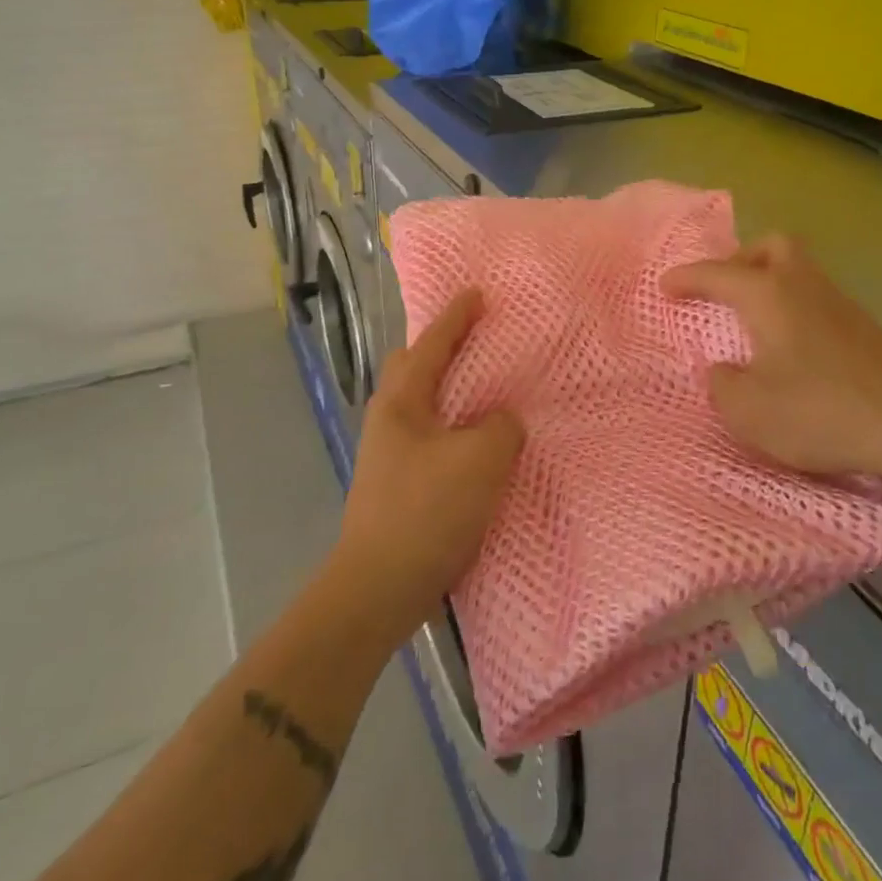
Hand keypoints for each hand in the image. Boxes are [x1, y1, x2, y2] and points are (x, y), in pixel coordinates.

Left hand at [334, 289, 523, 642]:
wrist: (379, 588)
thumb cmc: (427, 511)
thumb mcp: (480, 460)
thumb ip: (502, 427)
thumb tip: (502, 421)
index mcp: (401, 401)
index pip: (431, 343)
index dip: (456, 316)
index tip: (477, 293)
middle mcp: (389, 419)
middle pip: (413, 367)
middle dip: (442, 348)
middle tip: (479, 342)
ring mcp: (389, 453)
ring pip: (422, 404)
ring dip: (450, 390)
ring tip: (486, 392)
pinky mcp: (399, 483)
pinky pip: (431, 435)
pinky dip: (453, 425)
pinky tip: (478, 444)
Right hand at [662, 234, 881, 488]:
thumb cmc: (819, 411)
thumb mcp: (748, 410)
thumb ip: (722, 385)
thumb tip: (724, 371)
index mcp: (768, 295)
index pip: (718, 274)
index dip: (687, 278)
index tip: (665, 285)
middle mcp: (803, 286)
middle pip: (772, 246)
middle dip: (741, 259)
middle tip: (723, 289)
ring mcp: (839, 304)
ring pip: (799, 270)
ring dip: (770, 283)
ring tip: (751, 319)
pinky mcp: (863, 329)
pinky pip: (816, 298)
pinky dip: (793, 307)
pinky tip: (789, 346)